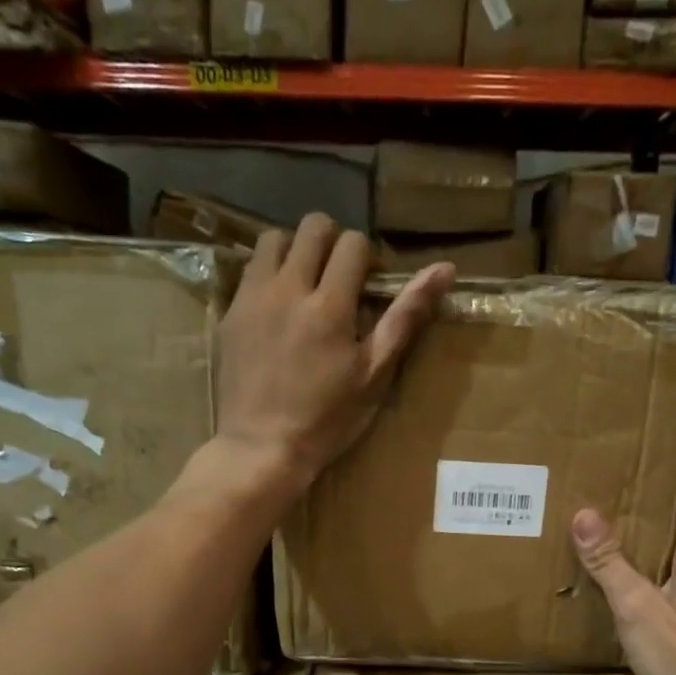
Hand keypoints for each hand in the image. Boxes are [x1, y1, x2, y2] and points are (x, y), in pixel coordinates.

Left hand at [216, 213, 452, 487]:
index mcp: (329, 304)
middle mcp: (288, 288)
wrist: (262, 447)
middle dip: (332, 243)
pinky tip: (278, 311)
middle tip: (338, 281)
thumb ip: (405, 317)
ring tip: (304, 287)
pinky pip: (250, 270)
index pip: (353, 243)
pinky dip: (269, 275)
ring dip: (295, 251)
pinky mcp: (230, 313)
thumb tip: (445, 269)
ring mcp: (253, 298)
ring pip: (274, 239)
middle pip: (312, 226)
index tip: (368, 288)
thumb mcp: (374, 374)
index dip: (367, 259)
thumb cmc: (327, 419)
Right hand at [572, 505, 675, 674]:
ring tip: (589, 560)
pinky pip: (655, 611)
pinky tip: (605, 608)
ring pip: (658, 582)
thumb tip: (585, 513)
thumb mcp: (637, 604)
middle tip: (589, 522)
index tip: (617, 487)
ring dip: (630, 571)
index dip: (650, 501)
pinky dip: (632, 603)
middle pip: (665, 550)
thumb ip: (611, 562)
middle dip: (631, 536)